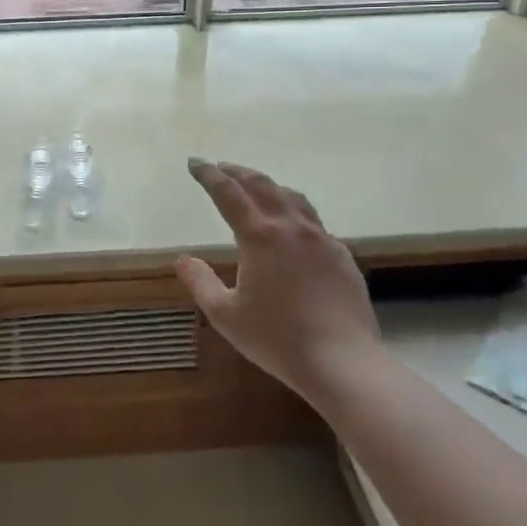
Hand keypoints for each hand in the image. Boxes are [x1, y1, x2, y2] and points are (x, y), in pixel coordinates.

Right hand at [176, 159, 380, 402]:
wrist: (343, 363)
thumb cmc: (277, 339)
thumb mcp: (225, 315)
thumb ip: (200, 282)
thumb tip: (183, 259)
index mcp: (260, 236)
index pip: (228, 193)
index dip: (209, 175)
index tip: (195, 163)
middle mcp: (292, 228)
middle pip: (263, 185)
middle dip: (239, 173)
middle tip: (222, 168)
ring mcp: (322, 240)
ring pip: (294, 198)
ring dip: (270, 187)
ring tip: (258, 188)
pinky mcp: (342, 257)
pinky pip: (315, 224)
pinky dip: (296, 215)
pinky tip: (294, 231)